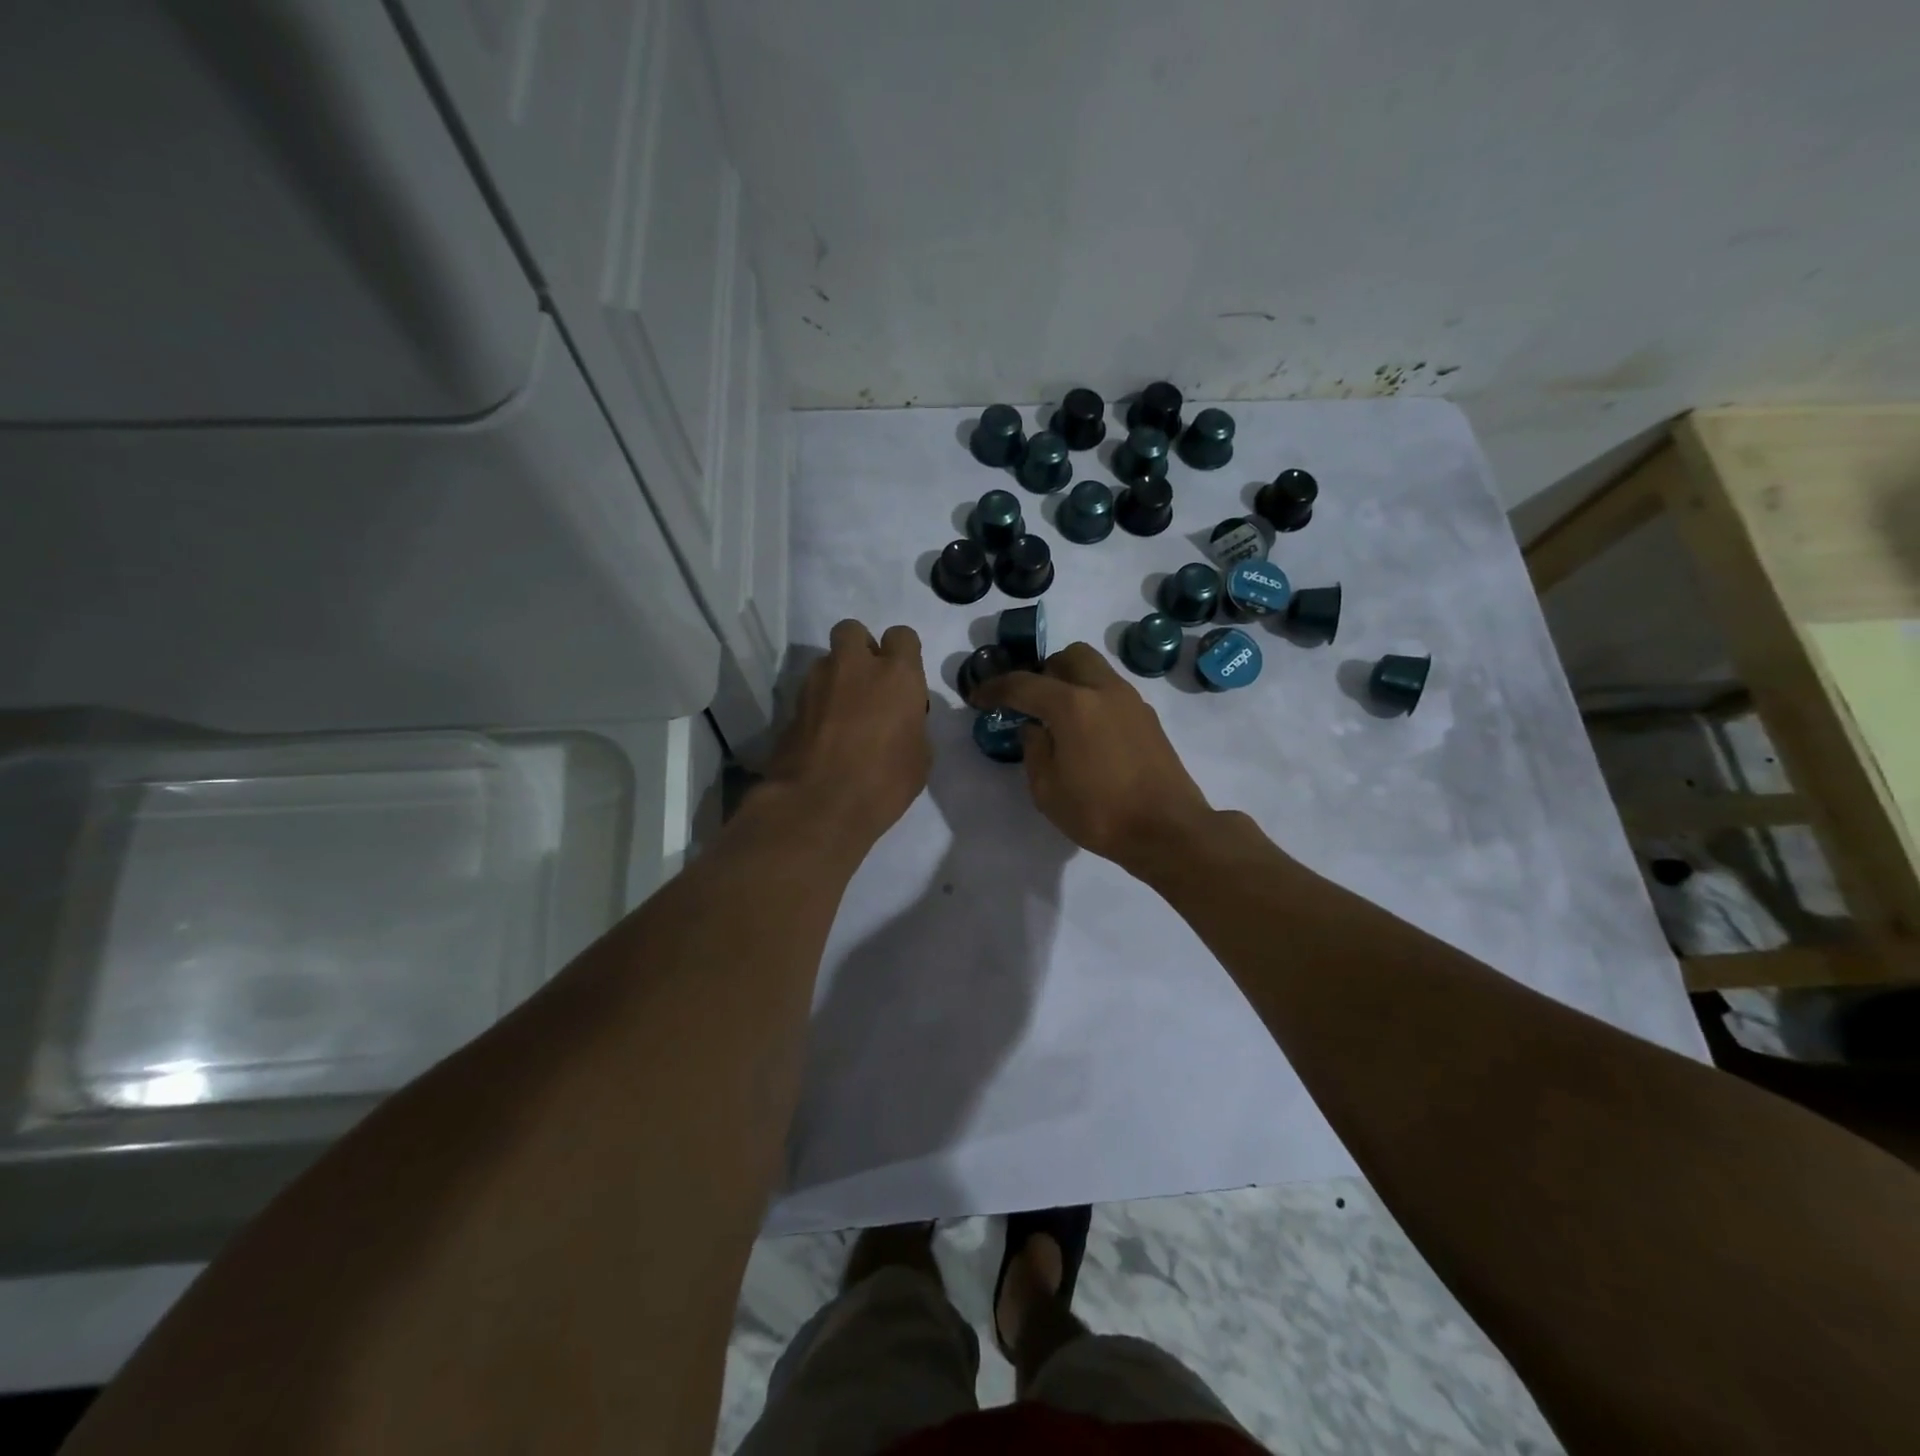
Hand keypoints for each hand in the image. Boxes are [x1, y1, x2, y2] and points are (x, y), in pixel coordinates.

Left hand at [763, 619, 931, 849]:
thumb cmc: (884, 782)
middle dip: (861, 649)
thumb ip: (912, 724)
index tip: (903, 682)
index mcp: (896, 674)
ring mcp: (816, 683)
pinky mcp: (791, 705)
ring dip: (836, 677)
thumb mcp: (920, 757)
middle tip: (868, 683)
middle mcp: (854, 666)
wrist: (818, 806)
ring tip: (843, 713)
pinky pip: (809, 692)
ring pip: (827, 661)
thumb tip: (902, 720)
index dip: (903, 654)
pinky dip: (818, 704)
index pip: (902, 636)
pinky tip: (824, 734)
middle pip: (853, 631)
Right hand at [972, 643, 1217, 872]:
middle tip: (1030, 702)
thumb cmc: (1100, 813)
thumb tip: (1034, 727)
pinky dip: (1092, 698)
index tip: (978, 697)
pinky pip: (1112, 691)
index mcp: (1072, 705)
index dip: (995, 688)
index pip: (1023, 684)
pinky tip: (1087, 734)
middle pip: (1068, 657)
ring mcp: (1131, 701)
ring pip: (1095, 669)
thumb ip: (1034, 749)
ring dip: (1071, 682)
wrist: (1168, 830)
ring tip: (1058, 718)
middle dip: (1042, 672)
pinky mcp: (1148, 718)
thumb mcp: (1047, 789)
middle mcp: (1103, 690)